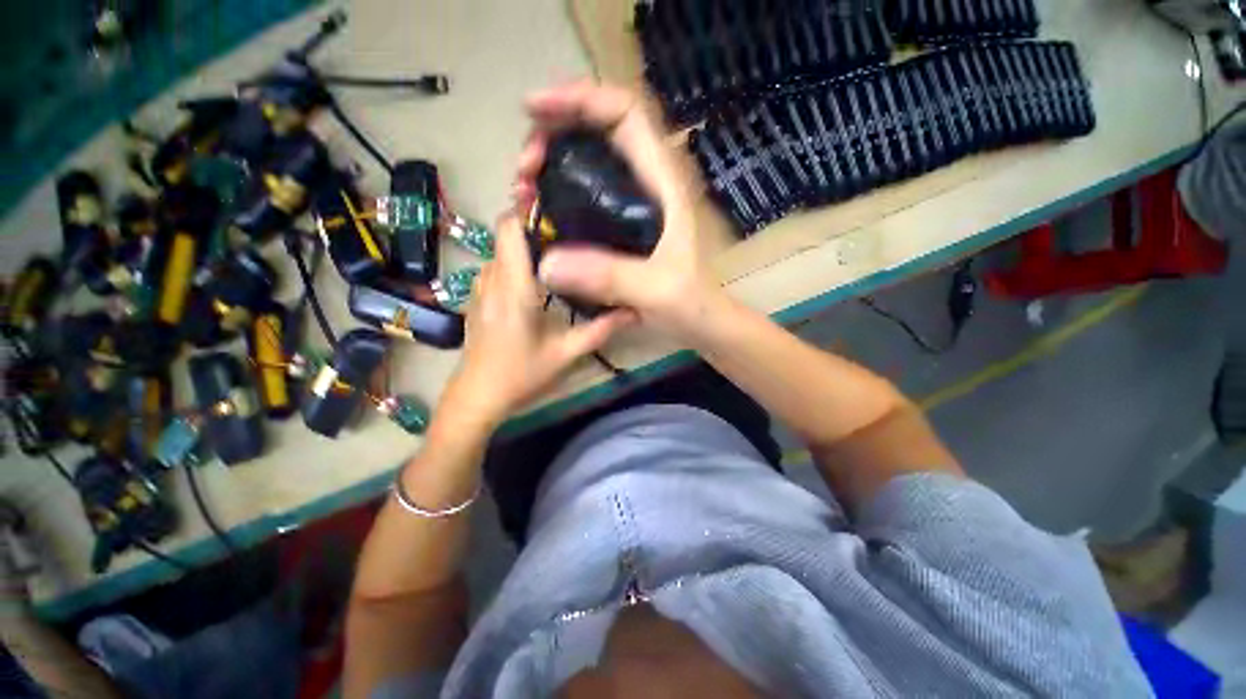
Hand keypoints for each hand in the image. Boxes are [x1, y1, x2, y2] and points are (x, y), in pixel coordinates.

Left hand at [438, 213, 634, 428]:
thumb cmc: (520, 375)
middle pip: (505, 233)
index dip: (526, 208)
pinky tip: (538, 273)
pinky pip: (497, 265)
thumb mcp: (565, 354)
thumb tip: (634, 312)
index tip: (556, 201)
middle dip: (532, 222)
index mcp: (513, 289)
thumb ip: (600, 330)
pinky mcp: (478, 297)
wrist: (476, 396)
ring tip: (559, 246)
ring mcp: (481, 287)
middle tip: (570, 226)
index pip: (509, 229)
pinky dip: (515, 259)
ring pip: (501, 249)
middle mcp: (492, 280)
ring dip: (525, 242)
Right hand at [513, 80, 724, 337]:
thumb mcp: (657, 291)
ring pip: (587, 161)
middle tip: (523, 170)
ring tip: (524, 192)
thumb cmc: (691, 304)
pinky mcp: (620, 225)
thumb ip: (612, 278)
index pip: (625, 113)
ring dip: (549, 164)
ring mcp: (632, 204)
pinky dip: (556, 192)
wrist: (700, 322)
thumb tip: (547, 264)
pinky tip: (539, 211)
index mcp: (663, 184)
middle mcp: (646, 184)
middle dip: (553, 134)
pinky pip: (583, 193)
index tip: (534, 110)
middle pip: (598, 130)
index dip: (580, 99)